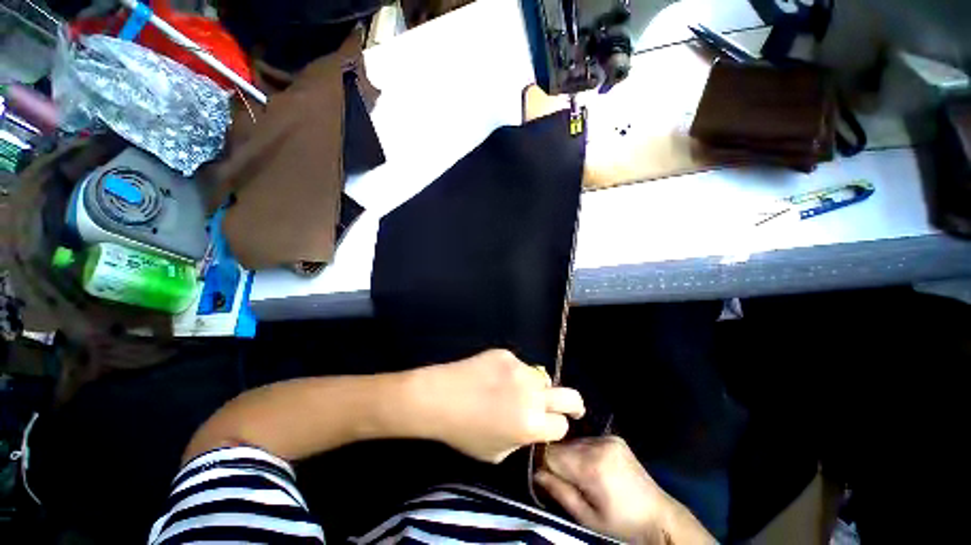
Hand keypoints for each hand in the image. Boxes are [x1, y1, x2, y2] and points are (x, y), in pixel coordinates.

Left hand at [409, 349, 584, 462]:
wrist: (439, 397)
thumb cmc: (464, 431)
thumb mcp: (496, 452)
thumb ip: (521, 440)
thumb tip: (532, 426)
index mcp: (530, 424)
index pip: (562, 425)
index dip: (557, 428)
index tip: (551, 426)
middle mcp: (531, 394)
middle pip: (570, 396)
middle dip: (573, 404)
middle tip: (569, 407)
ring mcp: (520, 370)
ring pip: (541, 378)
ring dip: (534, 387)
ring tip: (512, 390)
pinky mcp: (506, 354)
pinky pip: (519, 366)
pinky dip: (513, 373)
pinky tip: (493, 377)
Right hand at [536, 436, 713, 543]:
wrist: (659, 516)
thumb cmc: (621, 524)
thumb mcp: (587, 518)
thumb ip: (559, 492)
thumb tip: (535, 472)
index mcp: (591, 465)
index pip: (551, 453)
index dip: (543, 463)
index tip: (542, 475)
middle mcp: (598, 444)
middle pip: (562, 445)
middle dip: (558, 460)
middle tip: (564, 480)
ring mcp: (608, 438)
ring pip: (574, 441)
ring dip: (571, 455)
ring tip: (581, 476)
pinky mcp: (614, 438)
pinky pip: (588, 440)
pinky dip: (584, 451)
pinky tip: (593, 467)